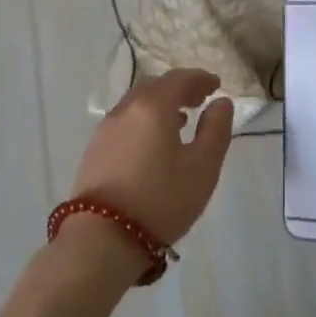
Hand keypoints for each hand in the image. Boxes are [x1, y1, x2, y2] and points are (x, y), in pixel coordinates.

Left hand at [71, 69, 234, 250]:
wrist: (103, 238)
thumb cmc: (161, 199)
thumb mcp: (203, 167)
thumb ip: (216, 129)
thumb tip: (221, 103)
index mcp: (153, 106)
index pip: (179, 79)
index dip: (200, 78)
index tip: (216, 85)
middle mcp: (126, 109)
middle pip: (155, 87)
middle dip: (179, 88)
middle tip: (200, 99)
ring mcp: (106, 129)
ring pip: (137, 104)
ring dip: (160, 104)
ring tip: (181, 119)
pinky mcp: (94, 150)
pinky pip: (125, 121)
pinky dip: (144, 120)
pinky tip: (154, 141)